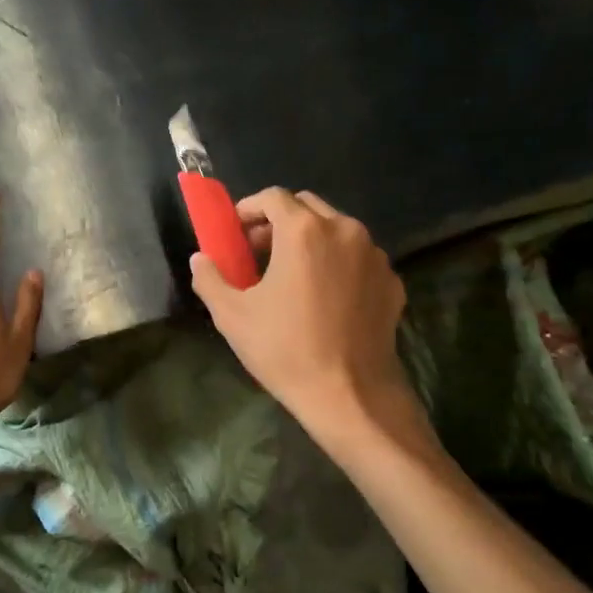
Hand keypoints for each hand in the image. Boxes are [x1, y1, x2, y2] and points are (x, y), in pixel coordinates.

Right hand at [190, 187, 411, 432]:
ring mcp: (374, 255)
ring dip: (310, 240)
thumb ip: (210, 277)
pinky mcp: (392, 281)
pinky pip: (358, 258)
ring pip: (336, 230)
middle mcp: (344, 230)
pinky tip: (324, 296)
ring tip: (291, 274)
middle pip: (307, 206)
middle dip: (279, 221)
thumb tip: (201, 259)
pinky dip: (337, 263)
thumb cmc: (285, 349)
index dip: (249, 209)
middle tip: (258, 251)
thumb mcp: (231, 315)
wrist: (350, 395)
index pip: (273, 197)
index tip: (235, 233)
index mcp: (304, 231)